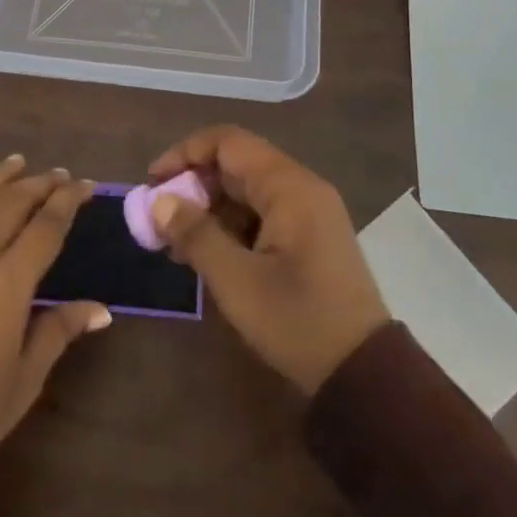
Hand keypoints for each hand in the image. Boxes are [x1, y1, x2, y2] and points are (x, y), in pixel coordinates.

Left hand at [0, 156, 109, 466]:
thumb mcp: (26, 377)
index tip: (86, 185)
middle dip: (40, 183)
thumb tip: (102, 310)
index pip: (46, 225)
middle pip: (12, 201)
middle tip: (60, 175)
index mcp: (8, 283)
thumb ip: (60, 330)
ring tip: (18, 162)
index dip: (69, 200)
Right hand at [147, 127, 389, 394]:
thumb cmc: (298, 321)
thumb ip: (196, 235)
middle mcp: (301, 187)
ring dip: (210, 208)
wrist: (363, 375)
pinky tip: (207, 253)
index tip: (153, 182)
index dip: (186, 153)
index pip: (228, 142)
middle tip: (160, 218)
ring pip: (247, 190)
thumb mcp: (238, 282)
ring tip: (176, 242)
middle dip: (194, 184)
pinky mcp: (308, 236)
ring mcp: (308, 211)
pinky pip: (261, 213)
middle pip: (237, 163)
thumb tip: (159, 202)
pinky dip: (230, 225)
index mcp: (289, 186)